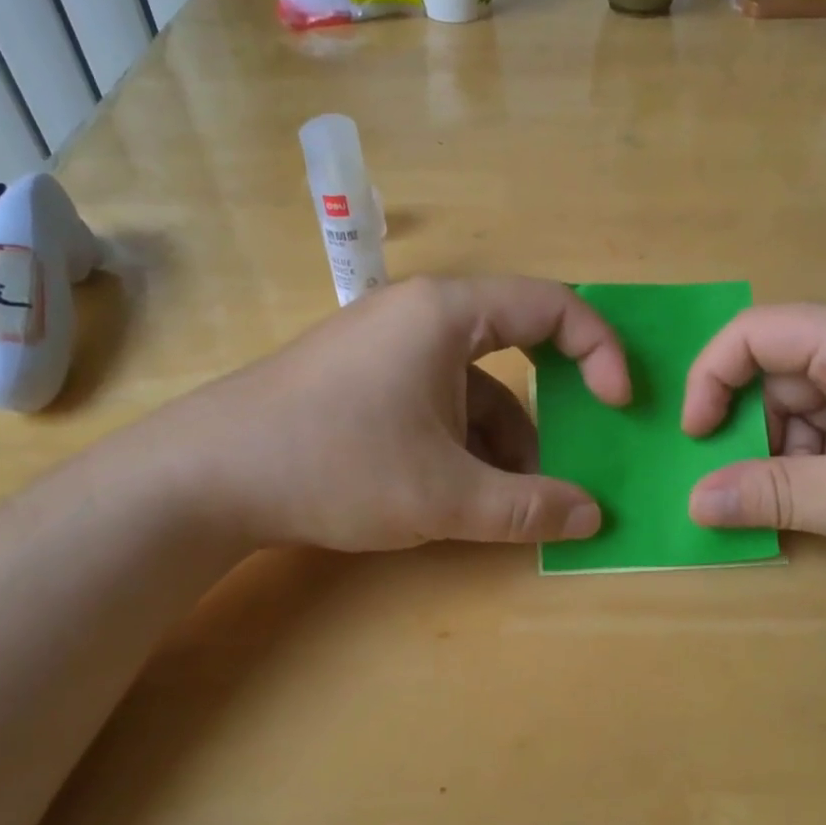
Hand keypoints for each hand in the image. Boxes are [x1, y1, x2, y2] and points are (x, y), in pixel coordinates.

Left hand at [141, 276, 631, 552]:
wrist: (206, 478)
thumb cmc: (336, 465)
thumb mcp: (445, 496)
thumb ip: (529, 507)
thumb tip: (593, 518)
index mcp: (448, 313)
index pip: (554, 306)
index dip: (601, 352)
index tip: (619, 406)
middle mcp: (420, 315)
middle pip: (515, 348)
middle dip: (548, 412)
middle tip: (568, 462)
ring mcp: (386, 346)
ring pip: (474, 385)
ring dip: (502, 441)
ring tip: (509, 501)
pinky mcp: (362, 380)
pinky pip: (437, 400)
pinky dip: (462, 443)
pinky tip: (460, 493)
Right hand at [681, 303, 825, 590]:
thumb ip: (768, 495)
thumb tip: (693, 503)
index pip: (754, 332)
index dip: (710, 379)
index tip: (696, 439)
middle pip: (783, 369)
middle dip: (757, 428)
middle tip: (753, 488)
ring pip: (816, 400)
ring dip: (794, 450)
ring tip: (808, 504)